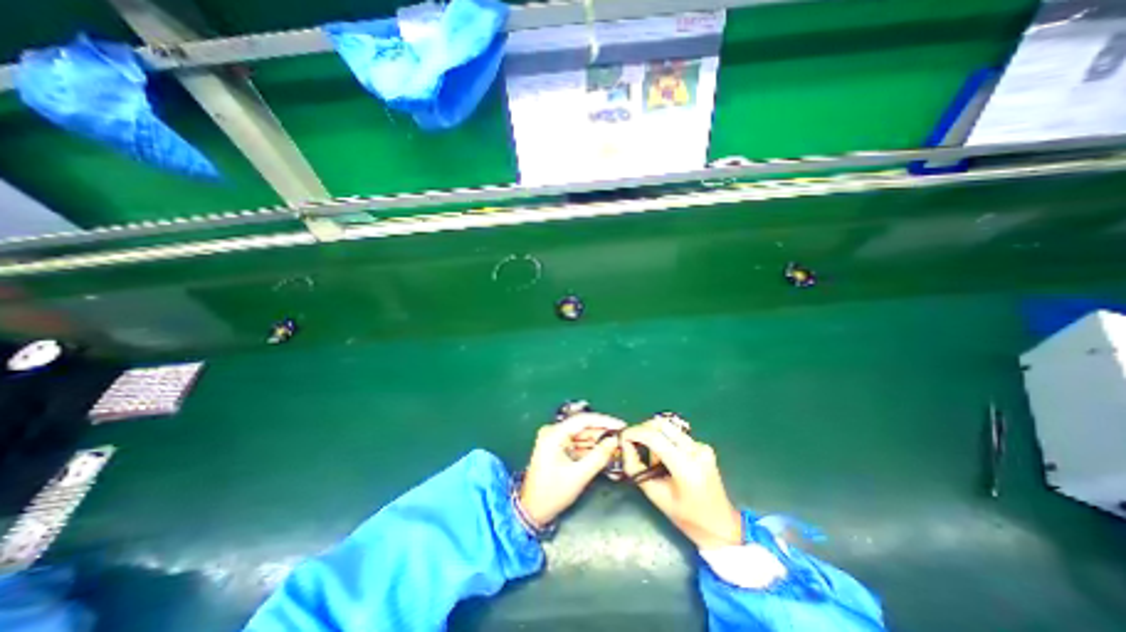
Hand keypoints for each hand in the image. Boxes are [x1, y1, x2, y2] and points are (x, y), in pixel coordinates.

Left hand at [519, 412, 624, 525]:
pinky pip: (577, 443)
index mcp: (554, 434)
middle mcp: (553, 431)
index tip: (621, 425)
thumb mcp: (579, 475)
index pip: (583, 420)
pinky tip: (604, 451)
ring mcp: (554, 439)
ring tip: (617, 444)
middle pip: (583, 427)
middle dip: (602, 432)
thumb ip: (599, 456)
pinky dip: (590, 448)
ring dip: (598, 440)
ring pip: (581, 435)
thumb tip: (615, 440)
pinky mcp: (557, 447)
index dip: (604, 421)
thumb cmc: (553, 493)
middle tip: (622, 437)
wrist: (532, 511)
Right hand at [620, 418, 744, 549]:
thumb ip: (636, 468)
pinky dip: (665, 442)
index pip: (654, 437)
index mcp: (685, 467)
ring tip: (653, 460)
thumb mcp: (655, 495)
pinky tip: (666, 461)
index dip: (634, 433)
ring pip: (668, 428)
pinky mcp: (703, 446)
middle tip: (632, 442)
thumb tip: (625, 446)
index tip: (622, 437)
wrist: (720, 526)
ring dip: (654, 436)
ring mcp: (702, 447)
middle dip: (643, 429)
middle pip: (661, 424)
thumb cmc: (686, 517)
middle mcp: (696, 451)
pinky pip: (676, 435)